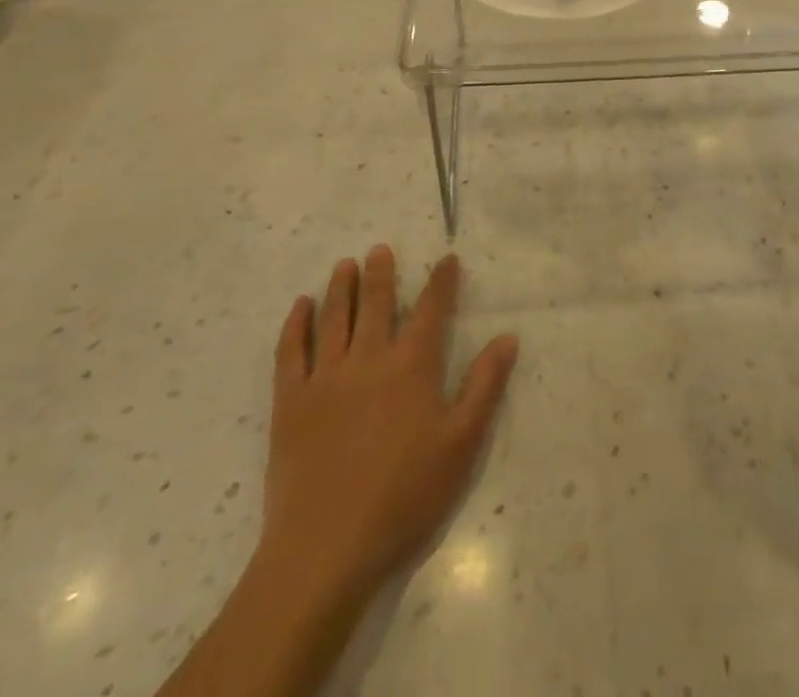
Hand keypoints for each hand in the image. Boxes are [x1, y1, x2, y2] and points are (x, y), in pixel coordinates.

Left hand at [262, 247, 517, 604]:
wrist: (326, 549)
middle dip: (381, 273)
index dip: (441, 281)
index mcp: (412, 367)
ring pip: (334, 318)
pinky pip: (291, 351)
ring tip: (345, 264)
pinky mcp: (291, 402)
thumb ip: (485, 386)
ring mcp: (326, 378)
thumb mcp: (462, 444)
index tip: (447, 259)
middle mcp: (369, 359)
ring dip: (341, 287)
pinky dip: (296, 324)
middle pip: (376, 303)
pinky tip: (300, 307)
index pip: (431, 310)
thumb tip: (507, 337)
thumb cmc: (405, 497)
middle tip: (380, 249)